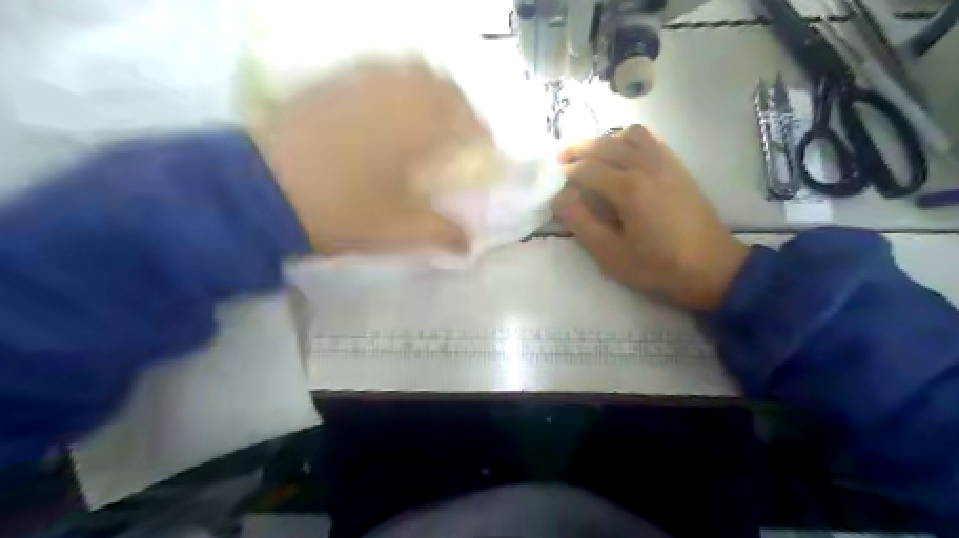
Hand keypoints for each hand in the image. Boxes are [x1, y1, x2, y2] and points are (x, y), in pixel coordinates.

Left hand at [255, 61, 486, 253]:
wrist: (261, 192)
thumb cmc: (343, 212)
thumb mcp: (399, 230)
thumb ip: (442, 234)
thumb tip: (469, 247)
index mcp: (420, 128)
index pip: (469, 121)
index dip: (482, 138)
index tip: (482, 156)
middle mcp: (397, 94)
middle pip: (445, 88)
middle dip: (460, 112)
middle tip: (458, 139)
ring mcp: (362, 83)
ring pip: (412, 72)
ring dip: (430, 94)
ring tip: (426, 123)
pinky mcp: (333, 83)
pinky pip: (379, 72)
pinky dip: (396, 86)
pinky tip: (387, 112)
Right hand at [555, 126, 747, 310]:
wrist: (711, 266)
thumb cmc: (658, 266)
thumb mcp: (611, 254)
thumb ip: (581, 223)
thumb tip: (559, 198)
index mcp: (629, 189)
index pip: (587, 169)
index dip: (567, 172)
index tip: (554, 180)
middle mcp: (646, 166)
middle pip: (605, 144)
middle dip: (578, 148)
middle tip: (561, 159)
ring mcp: (665, 162)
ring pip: (628, 134)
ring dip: (605, 140)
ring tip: (593, 157)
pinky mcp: (677, 165)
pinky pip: (649, 139)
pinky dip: (628, 140)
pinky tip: (622, 156)